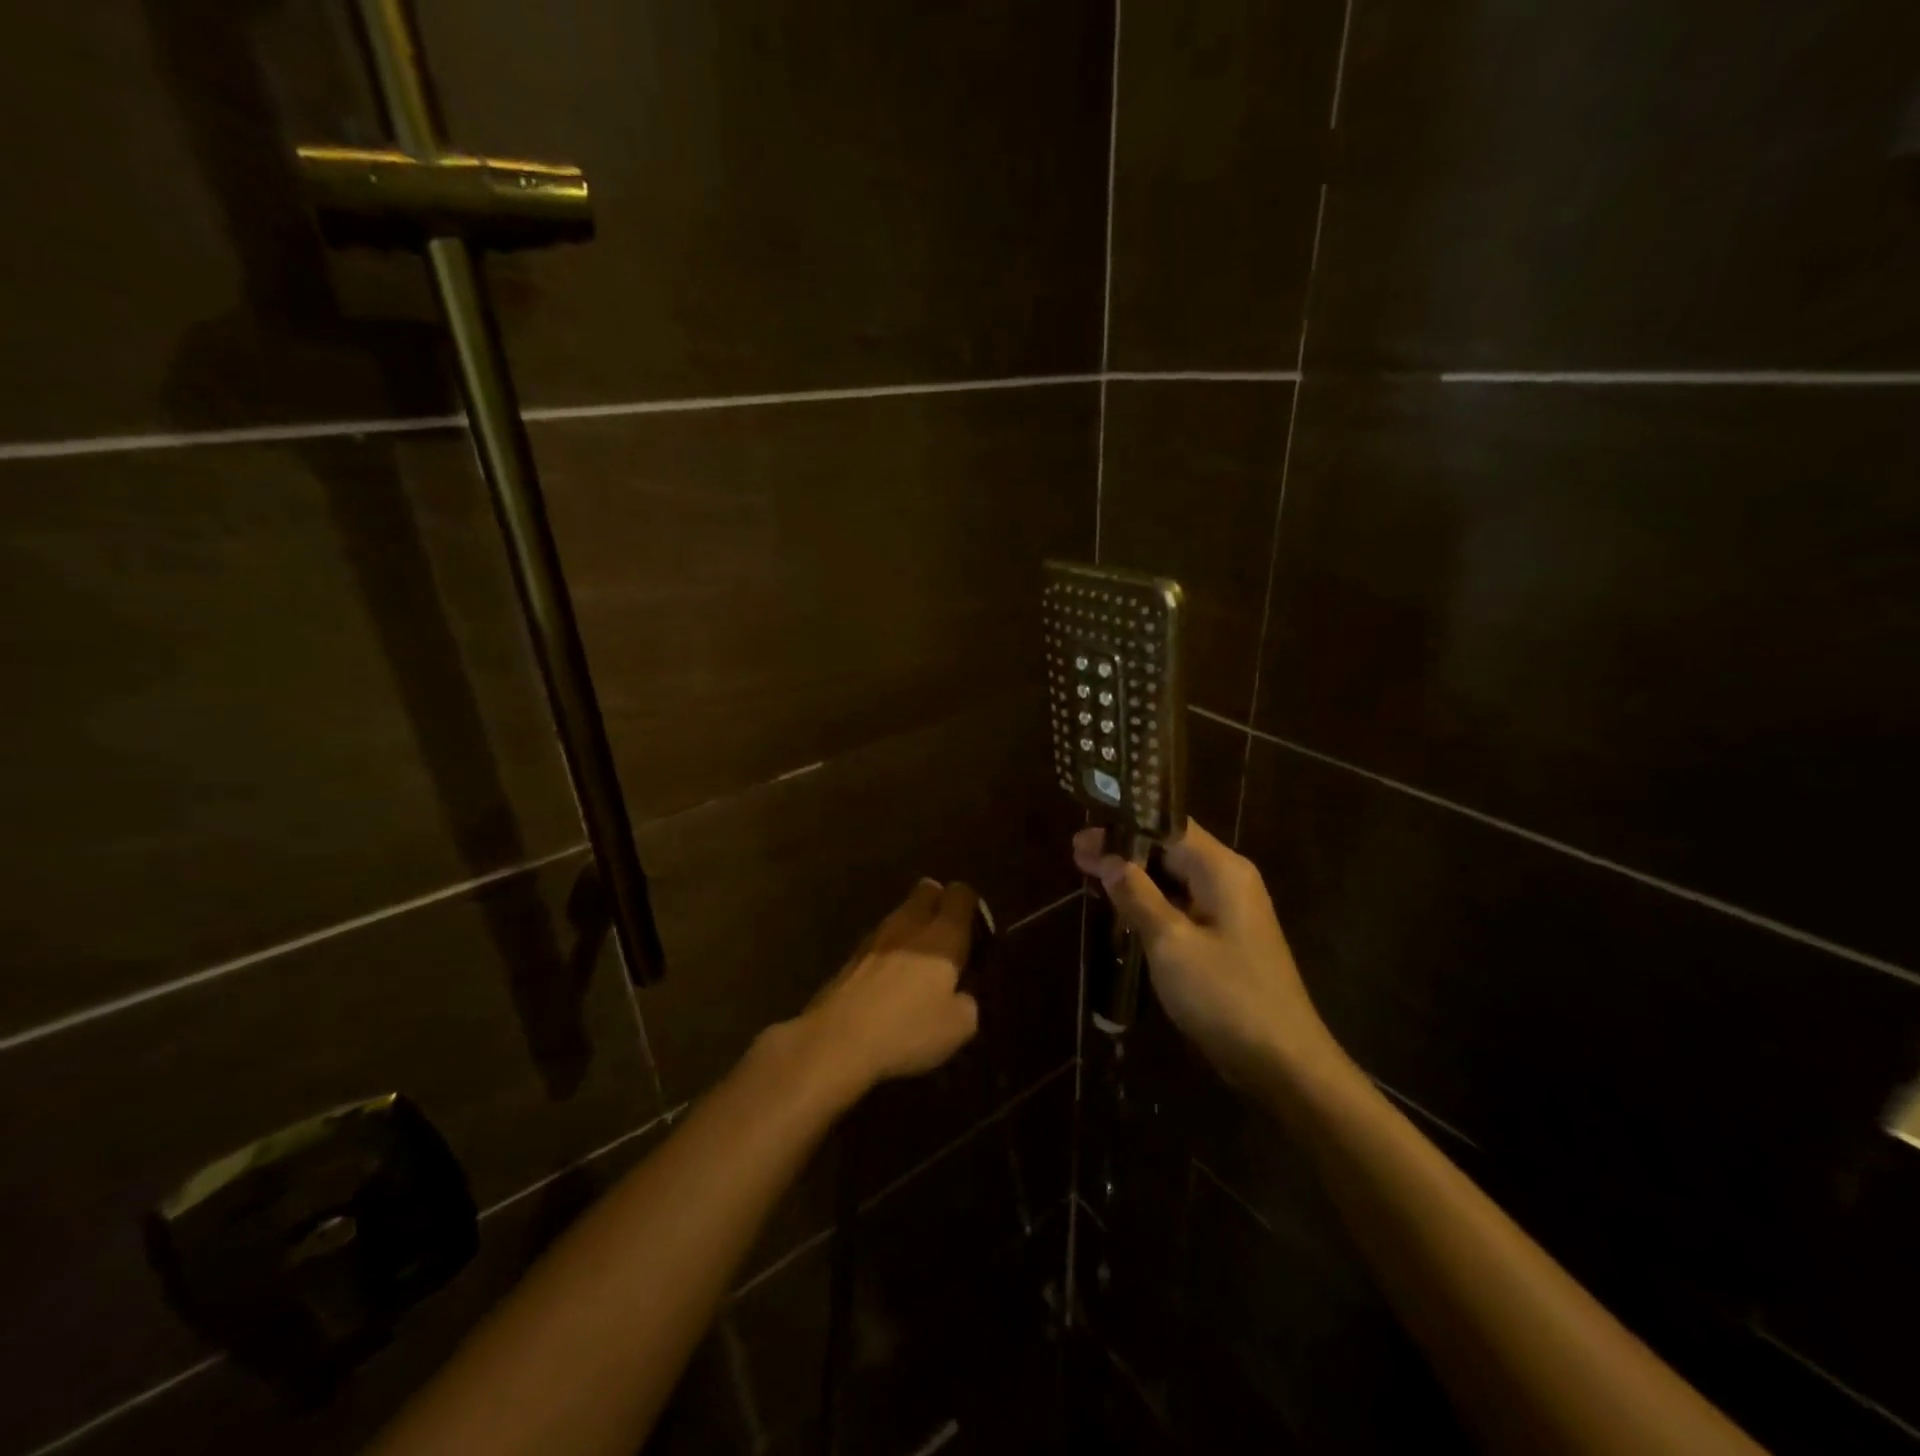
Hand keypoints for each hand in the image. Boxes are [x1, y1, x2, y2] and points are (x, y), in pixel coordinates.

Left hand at [790, 879, 981, 1101]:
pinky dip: (891, 948)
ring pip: (901, 914)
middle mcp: (909, 924)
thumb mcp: (959, 1026)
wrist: (837, 1040)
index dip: (972, 906)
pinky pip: (880, 939)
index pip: (961, 894)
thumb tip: (962, 993)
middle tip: (948, 937)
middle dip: (940, 904)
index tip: (977, 933)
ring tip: (920, 960)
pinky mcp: (851, 956)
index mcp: (942, 935)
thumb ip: (968, 1001)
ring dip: (913, 926)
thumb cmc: (908, 1029)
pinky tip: (891, 978)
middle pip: (927, 891)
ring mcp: (875, 937)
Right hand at [1074, 821, 1341, 1091]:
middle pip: (1171, 849)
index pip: (1168, 826)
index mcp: (1222, 870)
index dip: (1123, 826)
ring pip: (1175, 878)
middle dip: (1124, 849)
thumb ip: (1138, 896)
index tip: (1082, 836)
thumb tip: (1109, 859)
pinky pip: (1182, 905)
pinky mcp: (1225, 937)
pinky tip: (1121, 909)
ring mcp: (1230, 910)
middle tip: (1076, 854)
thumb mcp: (1171, 943)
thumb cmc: (1226, 996)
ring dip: (1135, 876)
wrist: (1283, 1062)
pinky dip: (1151, 901)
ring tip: (1089, 875)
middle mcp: (1229, 880)